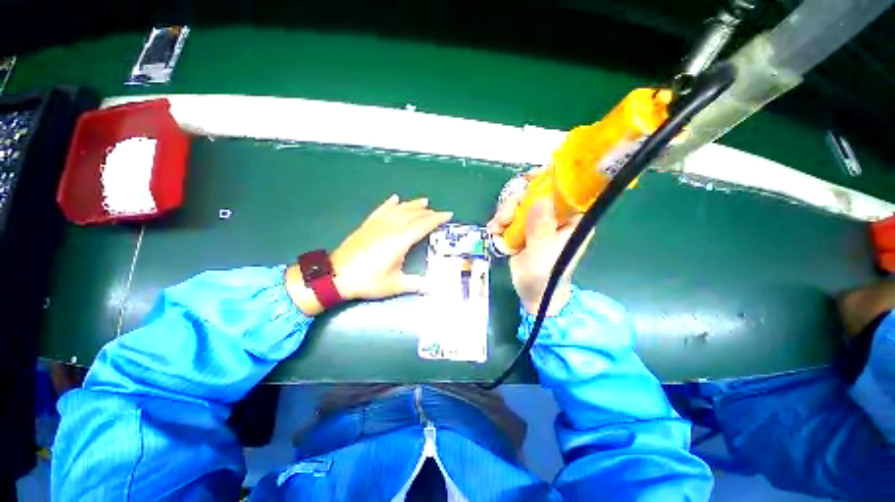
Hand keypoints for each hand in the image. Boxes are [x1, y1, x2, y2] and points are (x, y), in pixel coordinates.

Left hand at [287, 195, 452, 314]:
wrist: (336, 275)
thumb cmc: (368, 280)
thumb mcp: (394, 285)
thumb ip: (415, 284)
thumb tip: (433, 288)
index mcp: (401, 240)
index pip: (423, 225)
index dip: (437, 219)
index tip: (448, 215)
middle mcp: (391, 227)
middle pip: (413, 215)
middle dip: (428, 212)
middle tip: (438, 211)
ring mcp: (378, 224)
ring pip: (399, 209)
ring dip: (412, 204)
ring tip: (423, 201)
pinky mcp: (367, 225)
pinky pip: (381, 210)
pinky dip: (389, 203)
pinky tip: (395, 199)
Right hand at [488, 190, 592, 315]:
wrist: (532, 294)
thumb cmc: (544, 278)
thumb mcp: (542, 254)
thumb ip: (541, 229)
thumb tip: (540, 198)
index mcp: (571, 220)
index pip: (564, 190)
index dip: (547, 179)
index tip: (528, 179)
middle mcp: (555, 217)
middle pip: (535, 194)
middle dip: (515, 202)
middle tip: (503, 218)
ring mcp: (537, 222)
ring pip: (519, 204)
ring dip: (504, 213)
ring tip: (497, 229)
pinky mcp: (523, 229)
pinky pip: (509, 216)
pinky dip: (499, 222)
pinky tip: (495, 232)